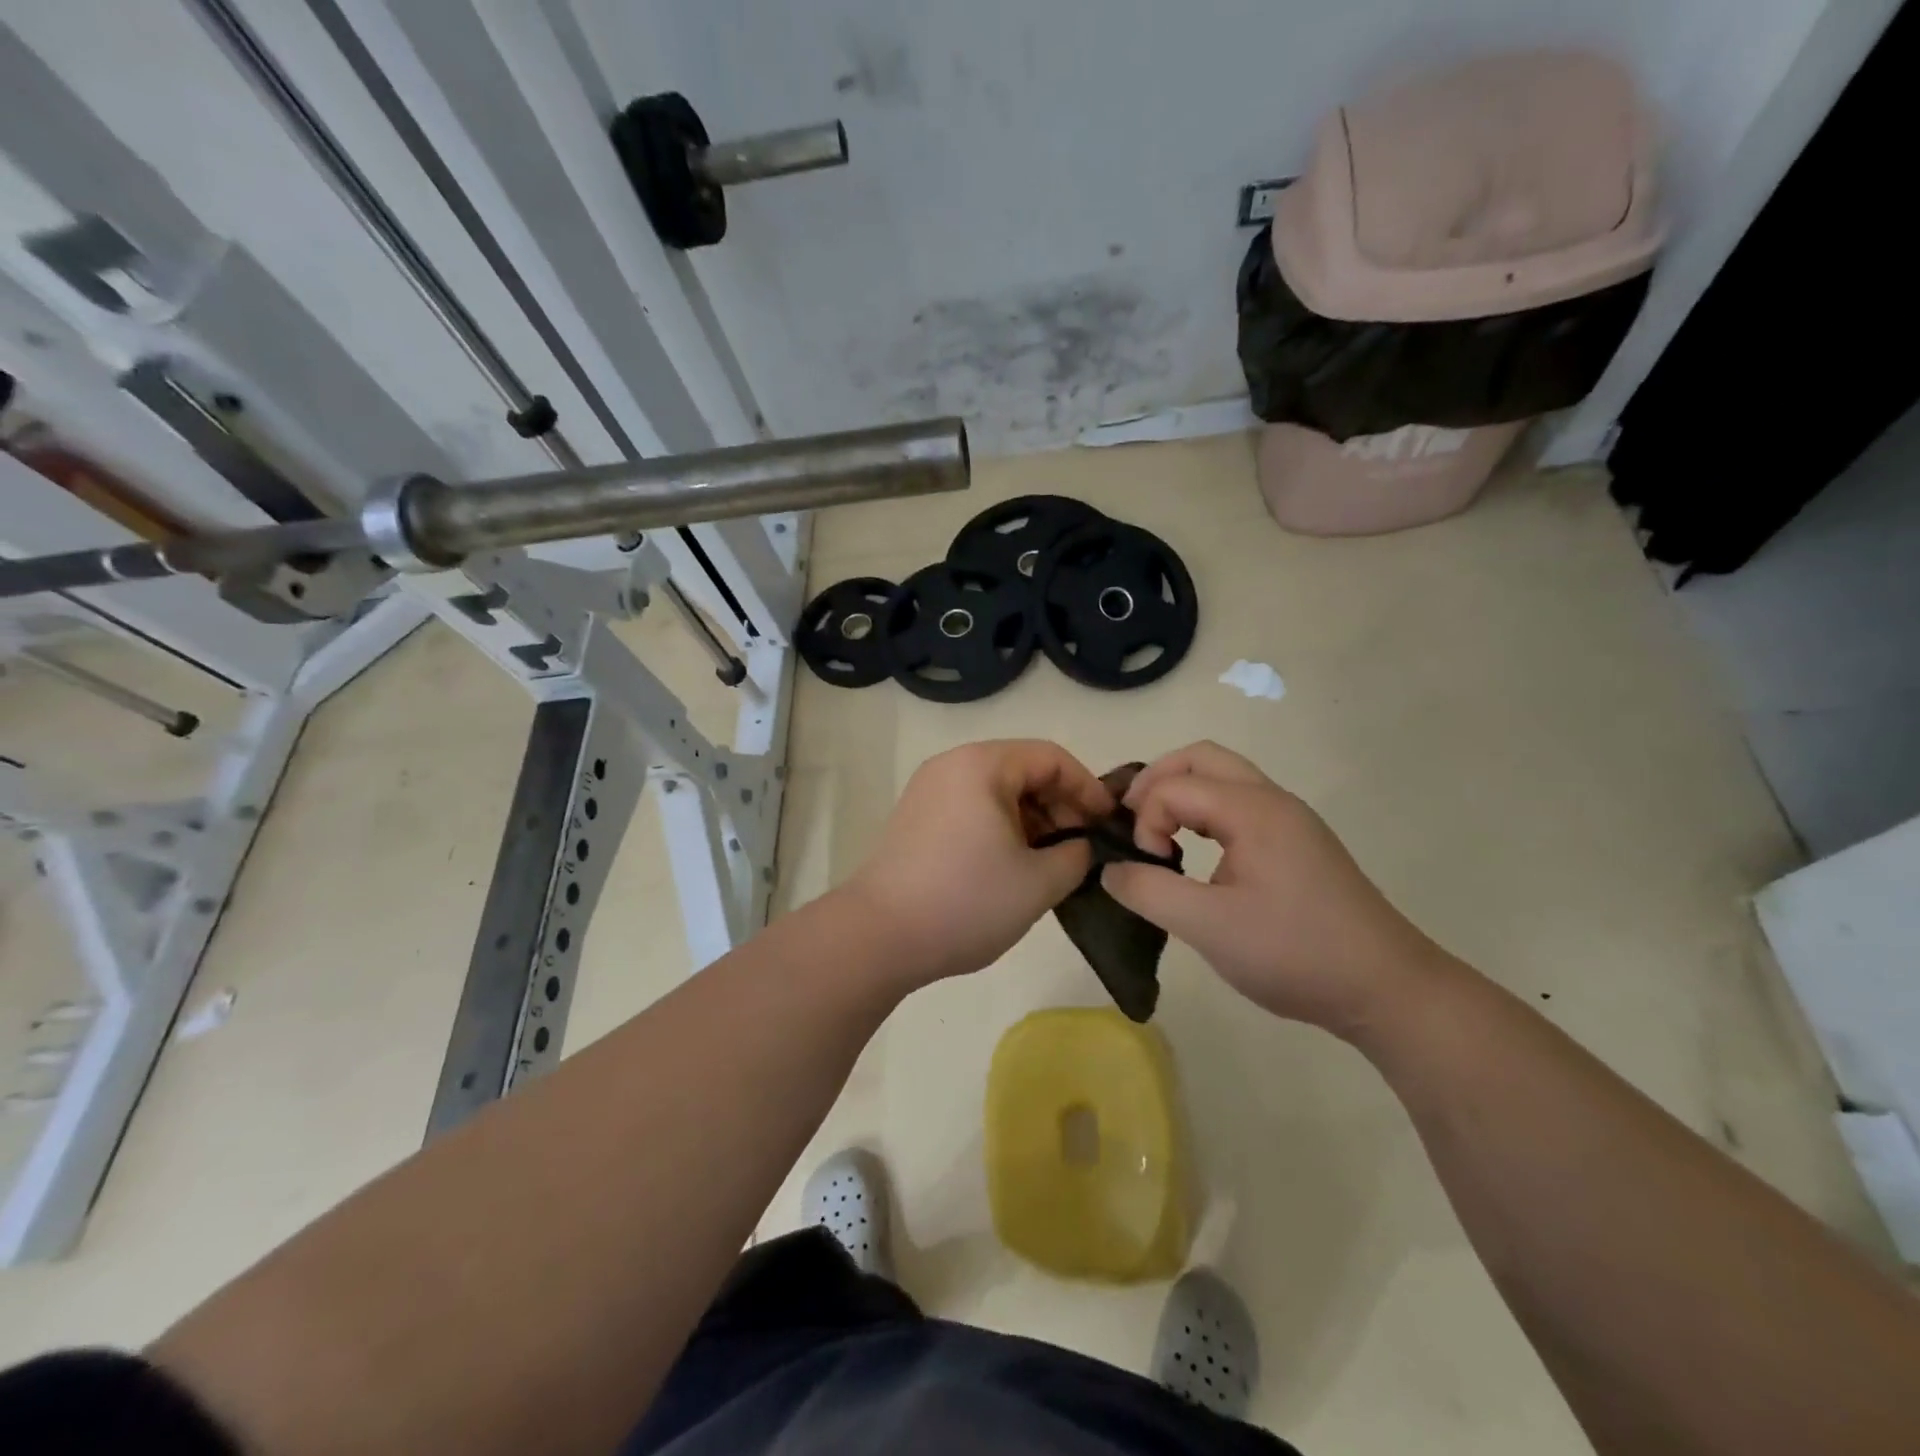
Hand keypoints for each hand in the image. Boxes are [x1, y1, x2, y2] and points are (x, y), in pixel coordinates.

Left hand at [846, 740, 1113, 985]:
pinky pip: (971, 807)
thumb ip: (1076, 854)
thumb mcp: (1038, 882)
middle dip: (1060, 804)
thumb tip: (1080, 845)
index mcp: (982, 765)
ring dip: (1032, 818)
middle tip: (1081, 847)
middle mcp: (952, 765)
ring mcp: (928, 790)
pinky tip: (1012, 864)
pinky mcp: (915, 818)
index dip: (1088, 788)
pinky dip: (1001, 827)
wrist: (878, 936)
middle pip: (1022, 769)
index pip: (1051, 758)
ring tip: (1050, 861)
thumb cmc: (966, 901)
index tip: (1108, 825)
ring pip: (997, 791)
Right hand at [1101, 742, 1444, 1037]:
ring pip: (1223, 777)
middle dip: (1156, 781)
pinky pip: (1240, 803)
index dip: (1144, 821)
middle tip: (1132, 822)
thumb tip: (1110, 870)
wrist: (1386, 988)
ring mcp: (1290, 819)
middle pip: (1200, 758)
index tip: (1148, 867)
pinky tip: (1199, 852)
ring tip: (1158, 835)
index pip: (1173, 787)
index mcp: (1252, 810)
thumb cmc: (1295, 952)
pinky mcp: (1298, 842)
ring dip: (1182, 794)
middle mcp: (1272, 800)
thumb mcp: (1208, 927)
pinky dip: (1205, 811)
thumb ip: (1148, 892)